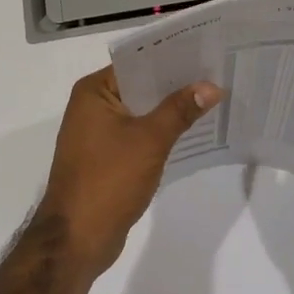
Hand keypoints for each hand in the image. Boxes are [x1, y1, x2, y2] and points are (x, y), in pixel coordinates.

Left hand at [34, 67, 222, 279]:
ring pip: (140, 112)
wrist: (77, 239)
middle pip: (140, 86)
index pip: (136, 63)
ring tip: (211, 100)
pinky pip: (137, 135)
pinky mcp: (105, 158)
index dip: (171, 58)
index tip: (205, 53)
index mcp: (94, 92)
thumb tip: (211, 86)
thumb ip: (180, 110)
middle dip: (175, 85)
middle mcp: (91, 106)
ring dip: (169, 110)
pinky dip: (159, 133)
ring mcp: (96, 134)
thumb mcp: (150, 140)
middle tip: (216, 76)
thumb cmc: (109, 180)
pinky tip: (190, 133)